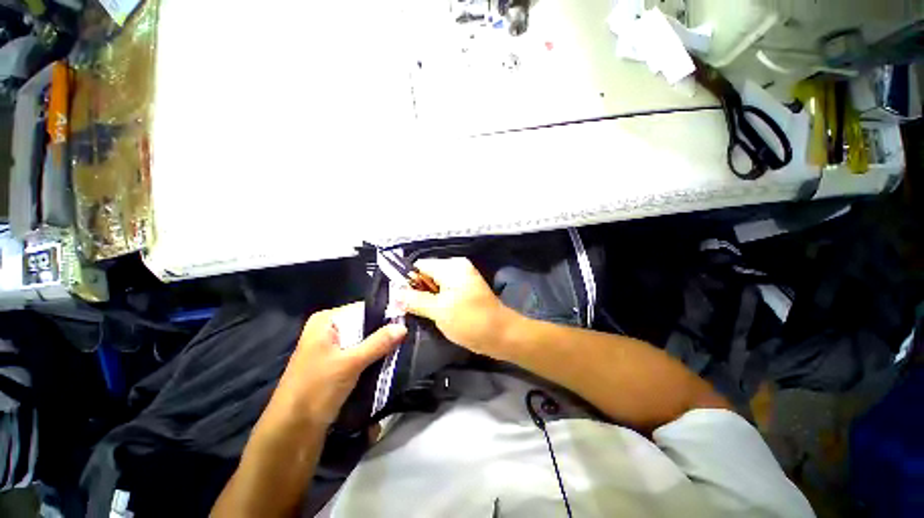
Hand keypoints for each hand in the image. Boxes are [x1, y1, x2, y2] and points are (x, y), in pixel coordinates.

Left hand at [269, 303, 405, 426]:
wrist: (292, 433)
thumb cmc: (315, 390)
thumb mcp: (350, 363)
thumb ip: (378, 343)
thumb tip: (404, 327)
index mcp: (326, 321)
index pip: (363, 309)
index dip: (385, 315)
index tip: (407, 321)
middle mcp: (329, 331)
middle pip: (364, 325)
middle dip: (384, 333)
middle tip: (408, 337)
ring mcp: (332, 349)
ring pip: (364, 342)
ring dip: (381, 347)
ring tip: (403, 348)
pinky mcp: (337, 366)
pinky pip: (361, 355)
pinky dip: (374, 359)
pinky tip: (390, 361)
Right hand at [397, 258, 516, 358]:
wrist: (502, 335)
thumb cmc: (470, 321)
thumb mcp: (439, 311)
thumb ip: (415, 300)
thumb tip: (395, 294)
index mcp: (451, 266)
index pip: (420, 266)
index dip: (407, 281)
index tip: (399, 300)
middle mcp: (457, 267)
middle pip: (427, 275)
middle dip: (417, 291)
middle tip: (407, 310)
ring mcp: (463, 278)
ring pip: (435, 285)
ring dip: (426, 298)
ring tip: (419, 314)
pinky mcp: (466, 290)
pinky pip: (445, 291)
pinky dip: (437, 301)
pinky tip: (433, 314)